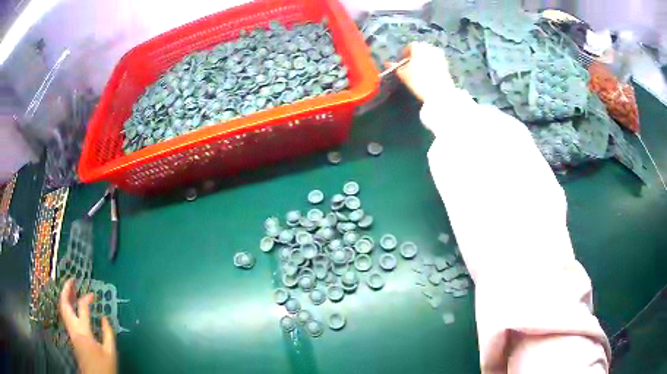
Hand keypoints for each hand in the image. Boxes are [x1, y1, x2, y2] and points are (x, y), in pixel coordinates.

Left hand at [59, 279, 116, 373]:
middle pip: (64, 305)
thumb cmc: (104, 367)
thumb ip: (108, 334)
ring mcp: (70, 332)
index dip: (87, 298)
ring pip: (62, 310)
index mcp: (83, 331)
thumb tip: (105, 318)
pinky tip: (72, 306)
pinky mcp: (71, 337)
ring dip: (65, 297)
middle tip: (71, 280)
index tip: (94, 295)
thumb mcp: (110, 353)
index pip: (82, 307)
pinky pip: (65, 316)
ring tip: (70, 289)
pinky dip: (67, 306)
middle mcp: (73, 329)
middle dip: (66, 290)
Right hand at [391, 42, 455, 101]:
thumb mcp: (404, 75)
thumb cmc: (419, 82)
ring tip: (420, 69)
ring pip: (430, 54)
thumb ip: (395, 67)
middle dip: (416, 55)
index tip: (402, 60)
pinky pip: (437, 62)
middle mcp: (430, 49)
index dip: (405, 53)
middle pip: (422, 49)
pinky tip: (428, 74)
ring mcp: (440, 57)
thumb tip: (387, 64)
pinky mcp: (446, 66)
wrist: (440, 93)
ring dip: (425, 59)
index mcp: (419, 48)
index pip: (411, 46)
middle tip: (411, 64)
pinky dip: (432, 65)